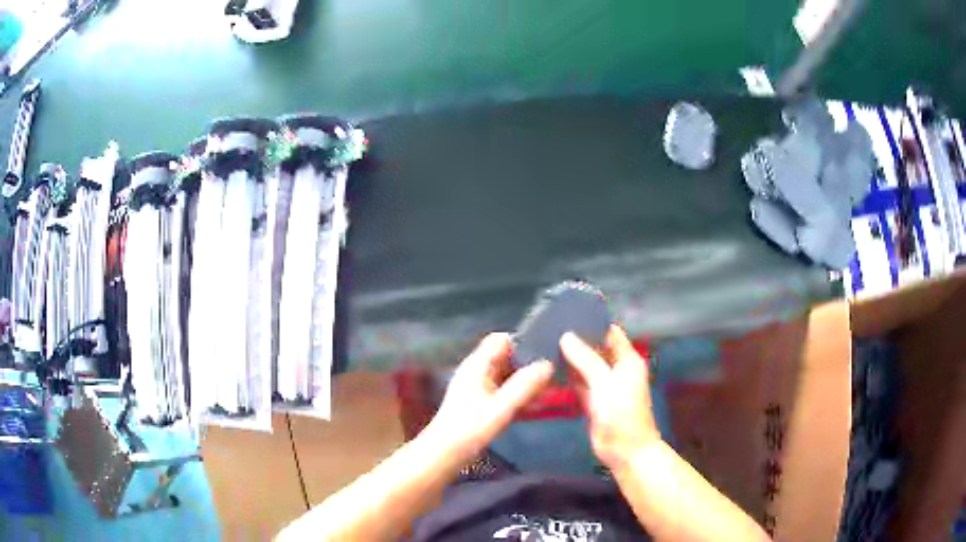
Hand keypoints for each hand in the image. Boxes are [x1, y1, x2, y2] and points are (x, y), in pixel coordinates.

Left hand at [425, 333, 553, 462]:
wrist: (445, 453)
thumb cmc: (471, 428)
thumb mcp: (502, 407)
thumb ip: (525, 385)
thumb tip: (548, 365)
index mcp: (478, 365)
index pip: (502, 340)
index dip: (523, 344)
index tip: (544, 356)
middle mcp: (476, 371)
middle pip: (506, 357)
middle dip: (528, 366)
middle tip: (552, 379)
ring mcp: (477, 386)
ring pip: (506, 375)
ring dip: (525, 382)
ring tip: (548, 393)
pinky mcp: (479, 402)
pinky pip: (503, 390)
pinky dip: (517, 395)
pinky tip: (534, 407)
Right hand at [561, 326, 660, 468]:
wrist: (625, 451)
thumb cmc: (622, 413)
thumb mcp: (605, 382)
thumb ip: (586, 358)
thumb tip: (566, 335)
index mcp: (627, 359)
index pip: (609, 333)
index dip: (591, 323)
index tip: (567, 313)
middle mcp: (616, 369)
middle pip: (595, 348)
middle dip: (576, 339)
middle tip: (549, 327)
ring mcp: (604, 386)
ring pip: (585, 366)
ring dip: (569, 358)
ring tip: (544, 342)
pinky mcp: (592, 401)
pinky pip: (578, 383)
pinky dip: (567, 377)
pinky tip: (549, 367)